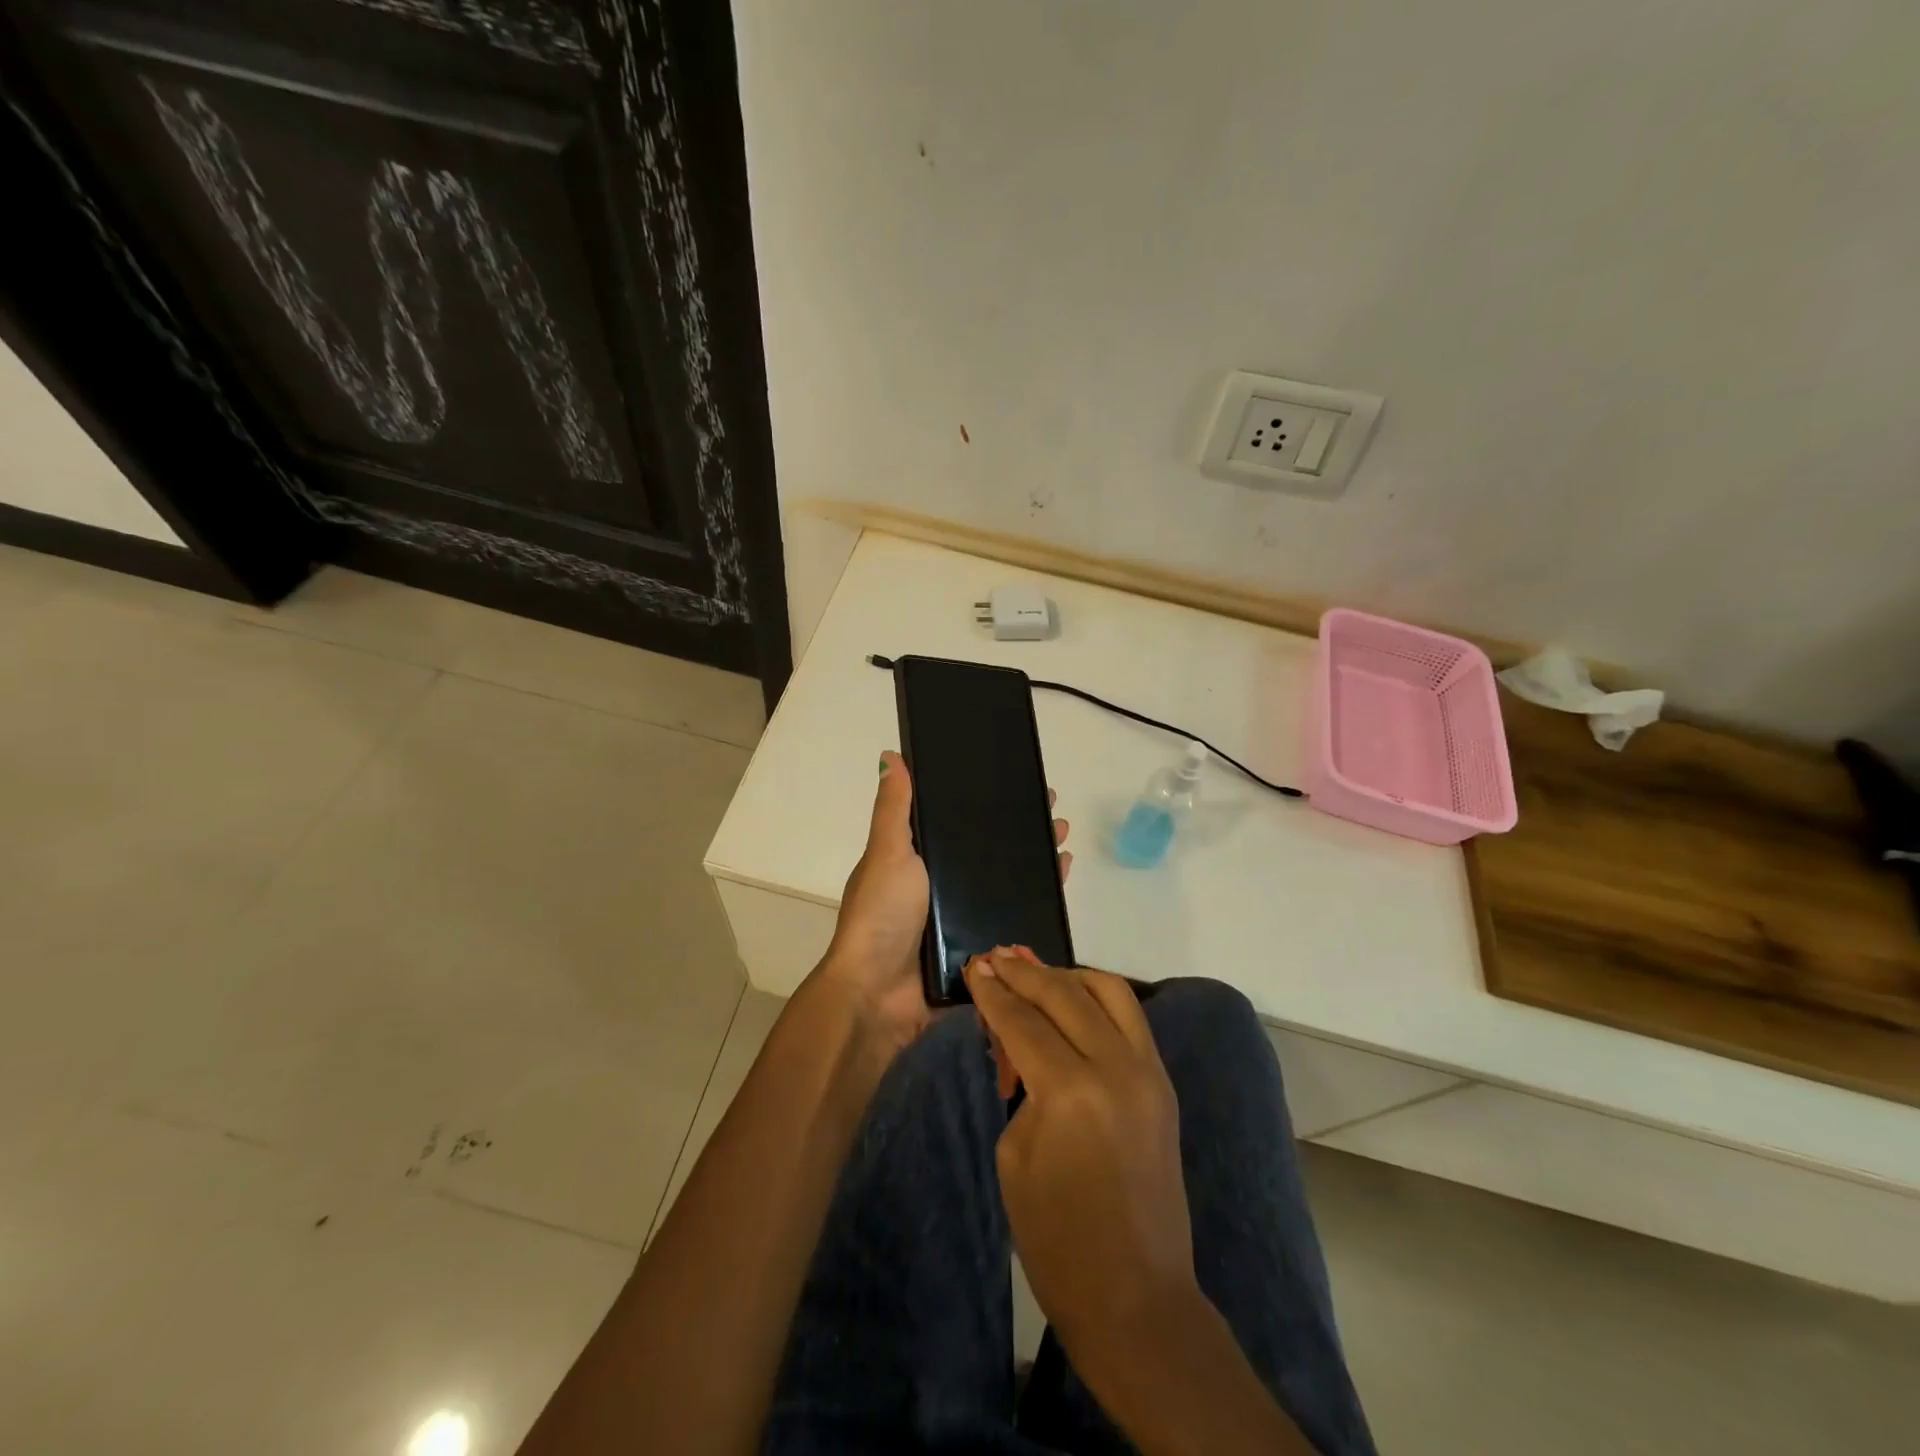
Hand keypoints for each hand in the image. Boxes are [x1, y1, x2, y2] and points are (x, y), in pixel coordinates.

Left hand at [811, 754, 1071, 1056]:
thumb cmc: (881, 916)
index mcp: (918, 862)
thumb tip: (891, 755)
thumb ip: (894, 810)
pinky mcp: (980, 948)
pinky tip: (1059, 883)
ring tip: (1064, 843)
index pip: (961, 823)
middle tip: (1056, 816)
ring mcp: (962, 920)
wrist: (878, 995)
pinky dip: (1037, 902)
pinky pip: (1014, 920)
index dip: (990, 804)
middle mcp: (941, 887)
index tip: (1021, 785)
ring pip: (1007, 884)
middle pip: (990, 853)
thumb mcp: (888, 854)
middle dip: (1023, 832)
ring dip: (1035, 864)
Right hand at [963, 950, 1197, 1360]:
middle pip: (1064, 995)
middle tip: (995, 957)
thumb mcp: (1014, 1154)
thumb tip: (1018, 1040)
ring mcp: (1148, 1072)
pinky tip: (1073, 999)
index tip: (974, 966)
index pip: (1023, 1021)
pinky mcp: (1163, 1083)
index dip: (993, 992)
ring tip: (1036, 971)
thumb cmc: (1056, 1239)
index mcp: (1070, 1091)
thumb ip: (1019, 1084)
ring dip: (1068, 975)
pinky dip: (1098, 998)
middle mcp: (1115, 1067)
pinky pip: (1130, 1018)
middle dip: (1024, 972)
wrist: (1136, 1296)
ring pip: (1109, 992)